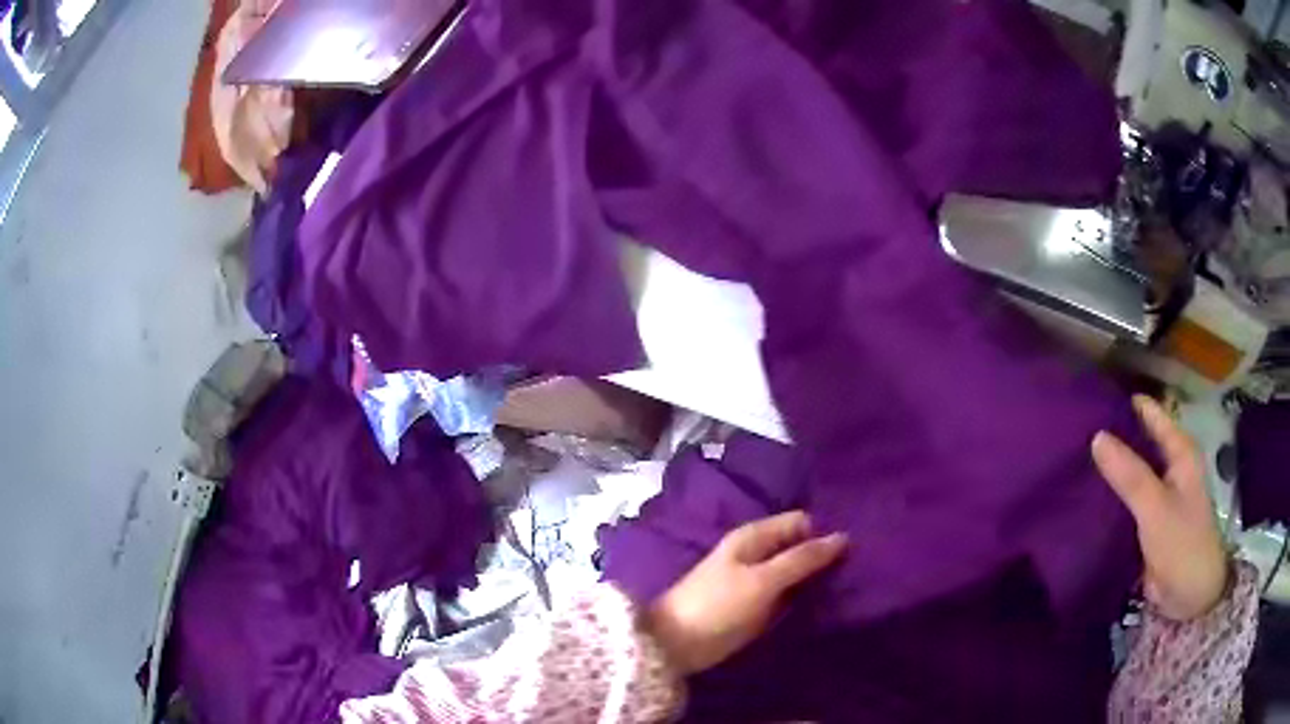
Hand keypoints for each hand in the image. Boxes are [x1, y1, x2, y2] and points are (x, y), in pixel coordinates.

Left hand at [643, 511, 846, 674]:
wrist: (677, 644)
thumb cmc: (718, 606)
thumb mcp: (762, 581)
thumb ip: (801, 559)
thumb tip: (842, 536)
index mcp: (755, 537)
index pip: (801, 523)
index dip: (824, 534)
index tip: (852, 553)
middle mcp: (758, 553)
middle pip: (800, 548)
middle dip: (824, 558)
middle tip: (856, 573)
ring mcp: (758, 581)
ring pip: (797, 573)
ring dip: (817, 580)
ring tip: (849, 589)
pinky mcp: (758, 606)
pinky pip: (789, 595)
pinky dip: (805, 598)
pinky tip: (827, 605)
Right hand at [1091, 395, 1227, 620]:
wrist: (1189, 598)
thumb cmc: (1182, 544)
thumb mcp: (1156, 507)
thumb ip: (1129, 474)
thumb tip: (1096, 436)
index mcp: (1179, 451)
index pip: (1149, 413)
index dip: (1123, 406)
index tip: (1088, 403)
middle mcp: (1169, 466)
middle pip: (1137, 441)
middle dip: (1111, 438)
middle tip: (1072, 434)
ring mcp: (1157, 495)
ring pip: (1129, 472)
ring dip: (1108, 470)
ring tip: (1070, 461)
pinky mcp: (1146, 522)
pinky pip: (1124, 501)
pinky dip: (1108, 497)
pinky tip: (1083, 496)